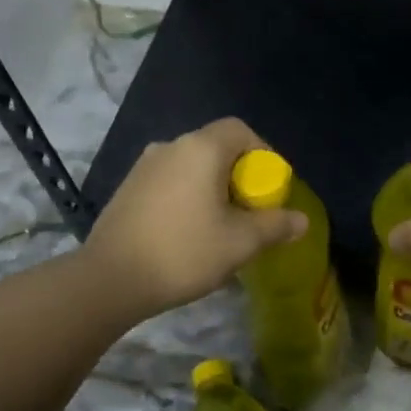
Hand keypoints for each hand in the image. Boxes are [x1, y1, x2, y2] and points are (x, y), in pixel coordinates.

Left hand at [81, 118, 307, 315]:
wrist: (109, 279)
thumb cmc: (183, 251)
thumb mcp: (240, 242)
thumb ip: (275, 226)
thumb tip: (301, 221)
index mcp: (201, 148)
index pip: (241, 130)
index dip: (263, 153)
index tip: (269, 187)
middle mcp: (171, 146)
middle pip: (217, 147)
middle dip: (239, 174)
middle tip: (249, 210)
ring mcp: (144, 166)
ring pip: (192, 166)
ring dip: (212, 187)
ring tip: (220, 224)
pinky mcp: (127, 188)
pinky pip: (170, 181)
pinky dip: (187, 196)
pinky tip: (187, 232)